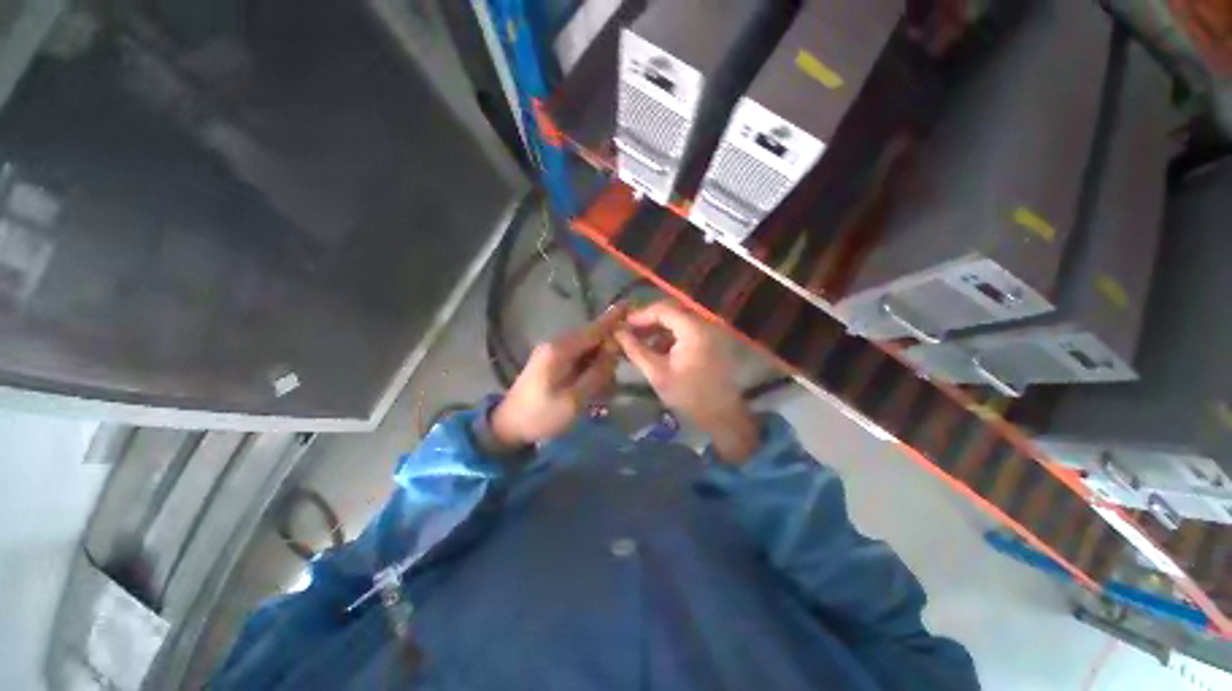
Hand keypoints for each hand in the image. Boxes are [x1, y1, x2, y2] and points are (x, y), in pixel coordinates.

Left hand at [491, 306, 626, 446]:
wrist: (509, 427)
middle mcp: (557, 344)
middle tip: (615, 380)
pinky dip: (590, 372)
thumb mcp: (574, 400)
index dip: (613, 318)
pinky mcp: (554, 362)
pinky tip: (593, 392)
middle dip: (609, 354)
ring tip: (602, 394)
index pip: (594, 329)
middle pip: (593, 339)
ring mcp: (555, 353)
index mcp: (560, 349)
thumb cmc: (541, 415)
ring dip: (600, 367)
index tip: (630, 304)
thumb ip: (597, 372)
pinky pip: (580, 360)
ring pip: (589, 351)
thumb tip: (615, 348)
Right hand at [614, 302, 758, 462]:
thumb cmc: (688, 395)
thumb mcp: (657, 373)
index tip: (622, 326)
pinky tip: (656, 352)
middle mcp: (704, 325)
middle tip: (628, 333)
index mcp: (693, 329)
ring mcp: (709, 333)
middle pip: (671, 314)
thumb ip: (636, 350)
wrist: (722, 416)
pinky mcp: (710, 343)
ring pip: (677, 323)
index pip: (663, 310)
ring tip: (638, 343)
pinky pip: (685, 333)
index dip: (640, 315)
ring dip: (657, 331)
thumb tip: (618, 332)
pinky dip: (669, 338)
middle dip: (647, 323)